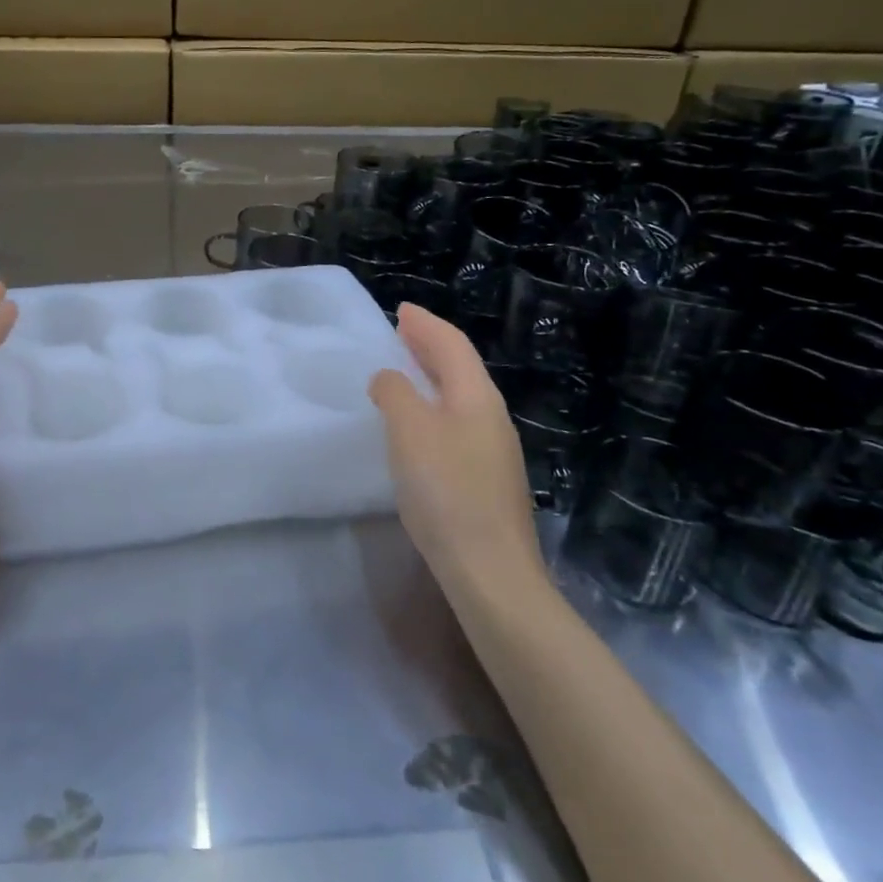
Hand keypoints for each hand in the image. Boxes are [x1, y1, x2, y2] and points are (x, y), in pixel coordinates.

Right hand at [368, 304, 544, 597]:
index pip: (452, 345)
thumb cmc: (446, 491)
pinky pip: (457, 423)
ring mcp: (493, 450)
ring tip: (405, 371)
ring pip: (460, 397)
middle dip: (431, 345)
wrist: (490, 571)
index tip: (402, 310)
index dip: (426, 324)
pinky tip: (418, 424)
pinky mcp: (486, 479)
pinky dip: (434, 407)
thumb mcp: (410, 431)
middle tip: (402, 332)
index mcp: (477, 397)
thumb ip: (395, 393)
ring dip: (432, 376)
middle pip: (461, 368)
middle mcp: (491, 417)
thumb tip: (389, 378)